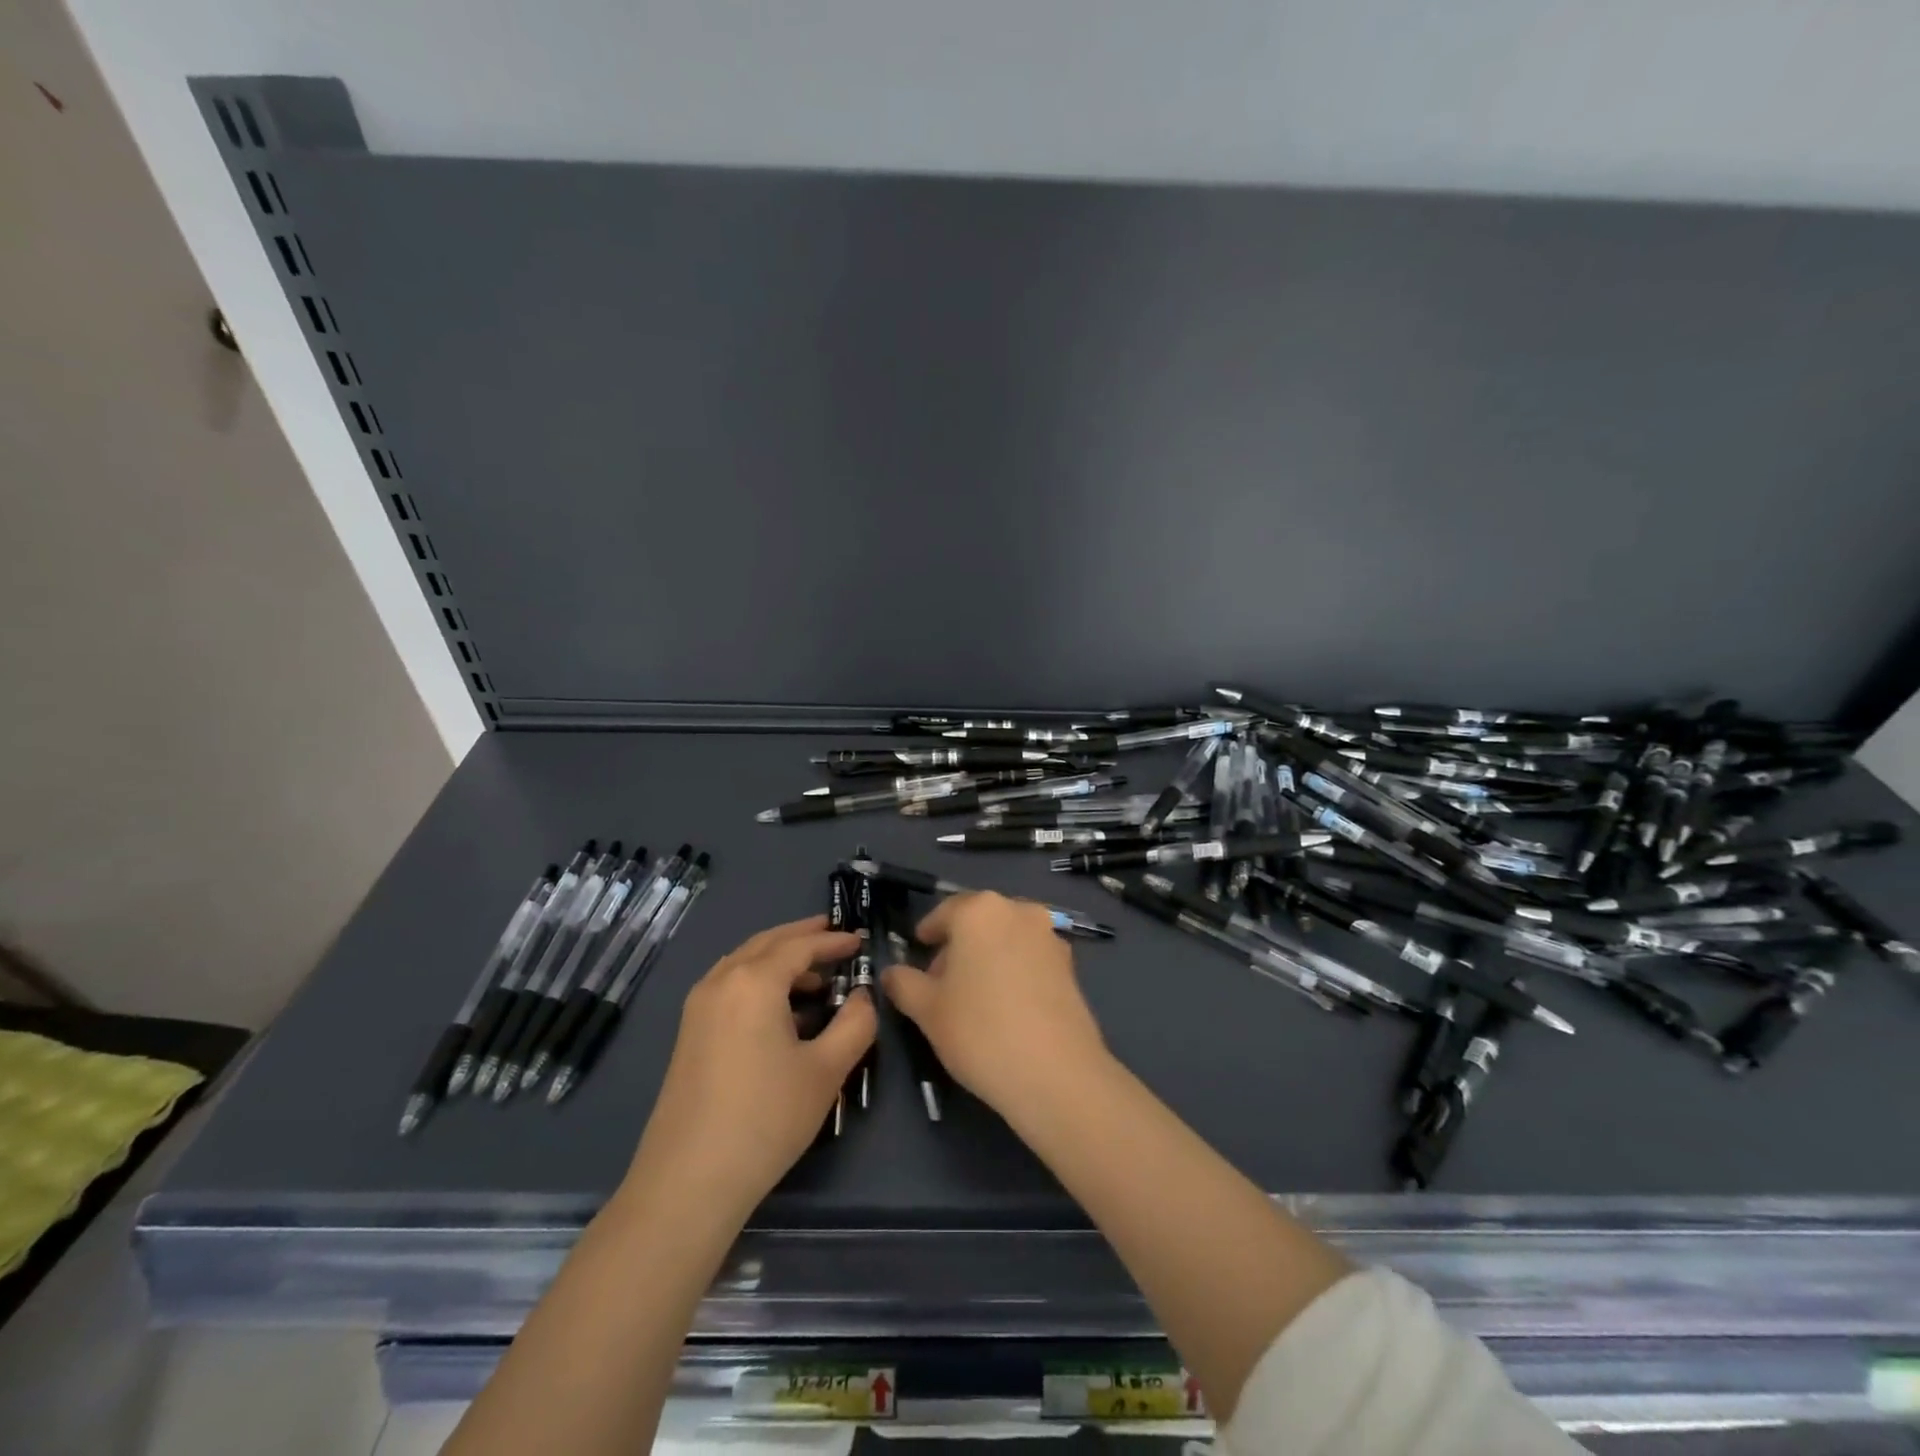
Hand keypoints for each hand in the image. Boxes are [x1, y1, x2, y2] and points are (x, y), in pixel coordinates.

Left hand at [625, 915, 874, 1214]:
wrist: (689, 1181)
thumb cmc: (766, 1118)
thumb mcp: (826, 1070)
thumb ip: (855, 1023)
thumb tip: (863, 996)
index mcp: (754, 981)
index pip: (800, 946)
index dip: (833, 941)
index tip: (860, 940)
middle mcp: (721, 981)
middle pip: (767, 943)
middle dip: (802, 936)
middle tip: (834, 933)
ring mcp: (699, 1007)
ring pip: (744, 963)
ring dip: (779, 959)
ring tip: (815, 976)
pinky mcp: (689, 1033)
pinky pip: (730, 986)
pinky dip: (759, 980)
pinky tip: (781, 1009)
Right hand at [881, 892, 1109, 1119]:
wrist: (1056, 1073)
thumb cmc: (980, 1031)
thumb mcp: (927, 1010)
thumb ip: (903, 983)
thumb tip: (891, 973)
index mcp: (980, 910)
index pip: (944, 912)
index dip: (927, 934)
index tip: (918, 953)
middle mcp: (1019, 910)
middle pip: (978, 921)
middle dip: (958, 945)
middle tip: (942, 981)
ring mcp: (1050, 935)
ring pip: (1007, 937)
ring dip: (988, 956)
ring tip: (975, 996)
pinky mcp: (1071, 965)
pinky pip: (1031, 957)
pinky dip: (1015, 970)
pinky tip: (1007, 1006)